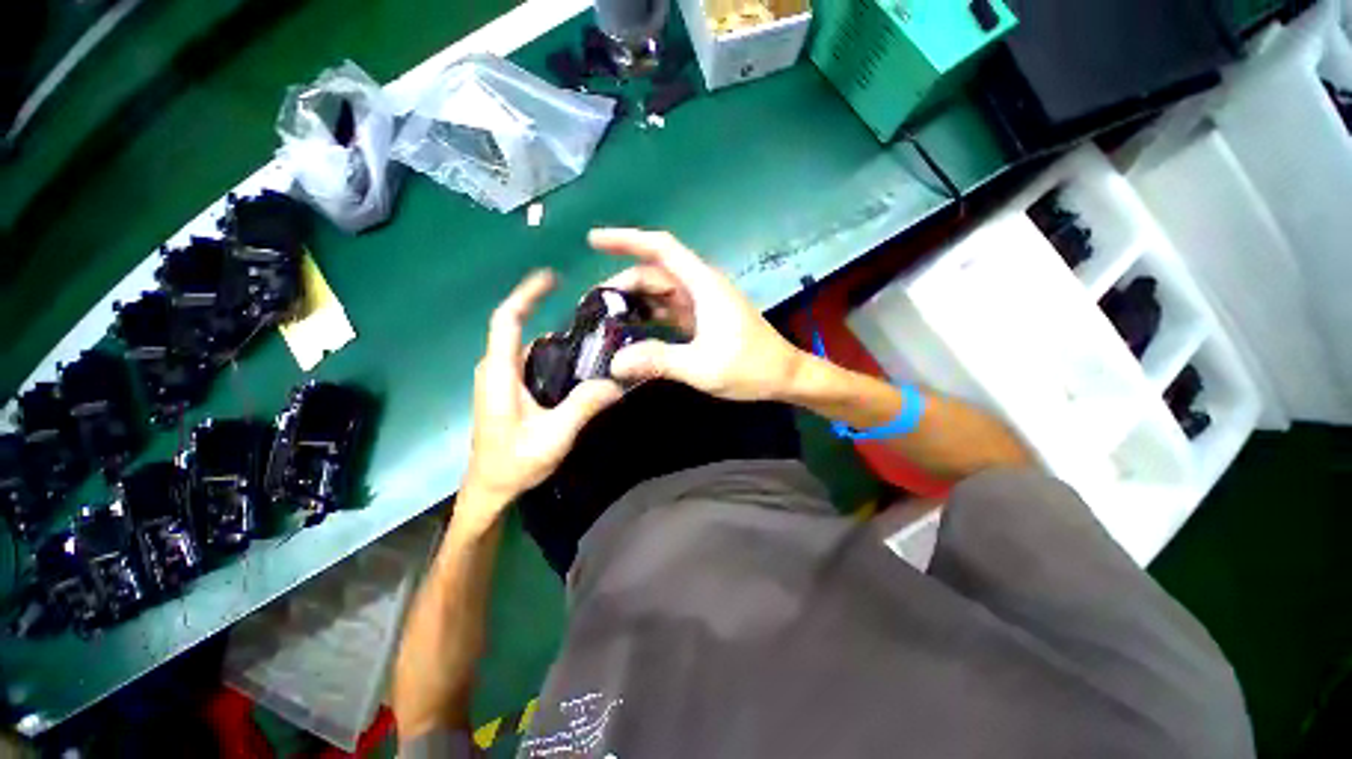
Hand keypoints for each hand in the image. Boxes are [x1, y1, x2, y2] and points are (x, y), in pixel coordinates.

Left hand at [460, 270, 622, 516]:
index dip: (527, 294)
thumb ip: (583, 407)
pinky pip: (530, 359)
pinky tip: (578, 363)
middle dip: (548, 311)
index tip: (552, 277)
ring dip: (555, 336)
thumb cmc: (514, 463)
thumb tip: (616, 383)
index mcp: (499, 373)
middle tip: (589, 313)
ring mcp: (500, 379)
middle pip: (519, 327)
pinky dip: (552, 353)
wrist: (489, 490)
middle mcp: (496, 368)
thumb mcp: (554, 436)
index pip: (507, 320)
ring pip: (527, 345)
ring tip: (591, 335)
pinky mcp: (507, 389)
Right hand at [590, 228, 805, 401]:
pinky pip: (668, 311)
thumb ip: (658, 360)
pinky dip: (649, 317)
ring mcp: (702, 304)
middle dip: (622, 285)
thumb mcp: (702, 366)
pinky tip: (632, 331)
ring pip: (660, 293)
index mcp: (703, 285)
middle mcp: (700, 287)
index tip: (593, 240)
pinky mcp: (702, 320)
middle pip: (654, 274)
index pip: (661, 249)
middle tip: (591, 307)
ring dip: (634, 302)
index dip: (627, 240)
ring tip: (604, 320)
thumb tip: (615, 362)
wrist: (784, 376)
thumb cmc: (750, 367)